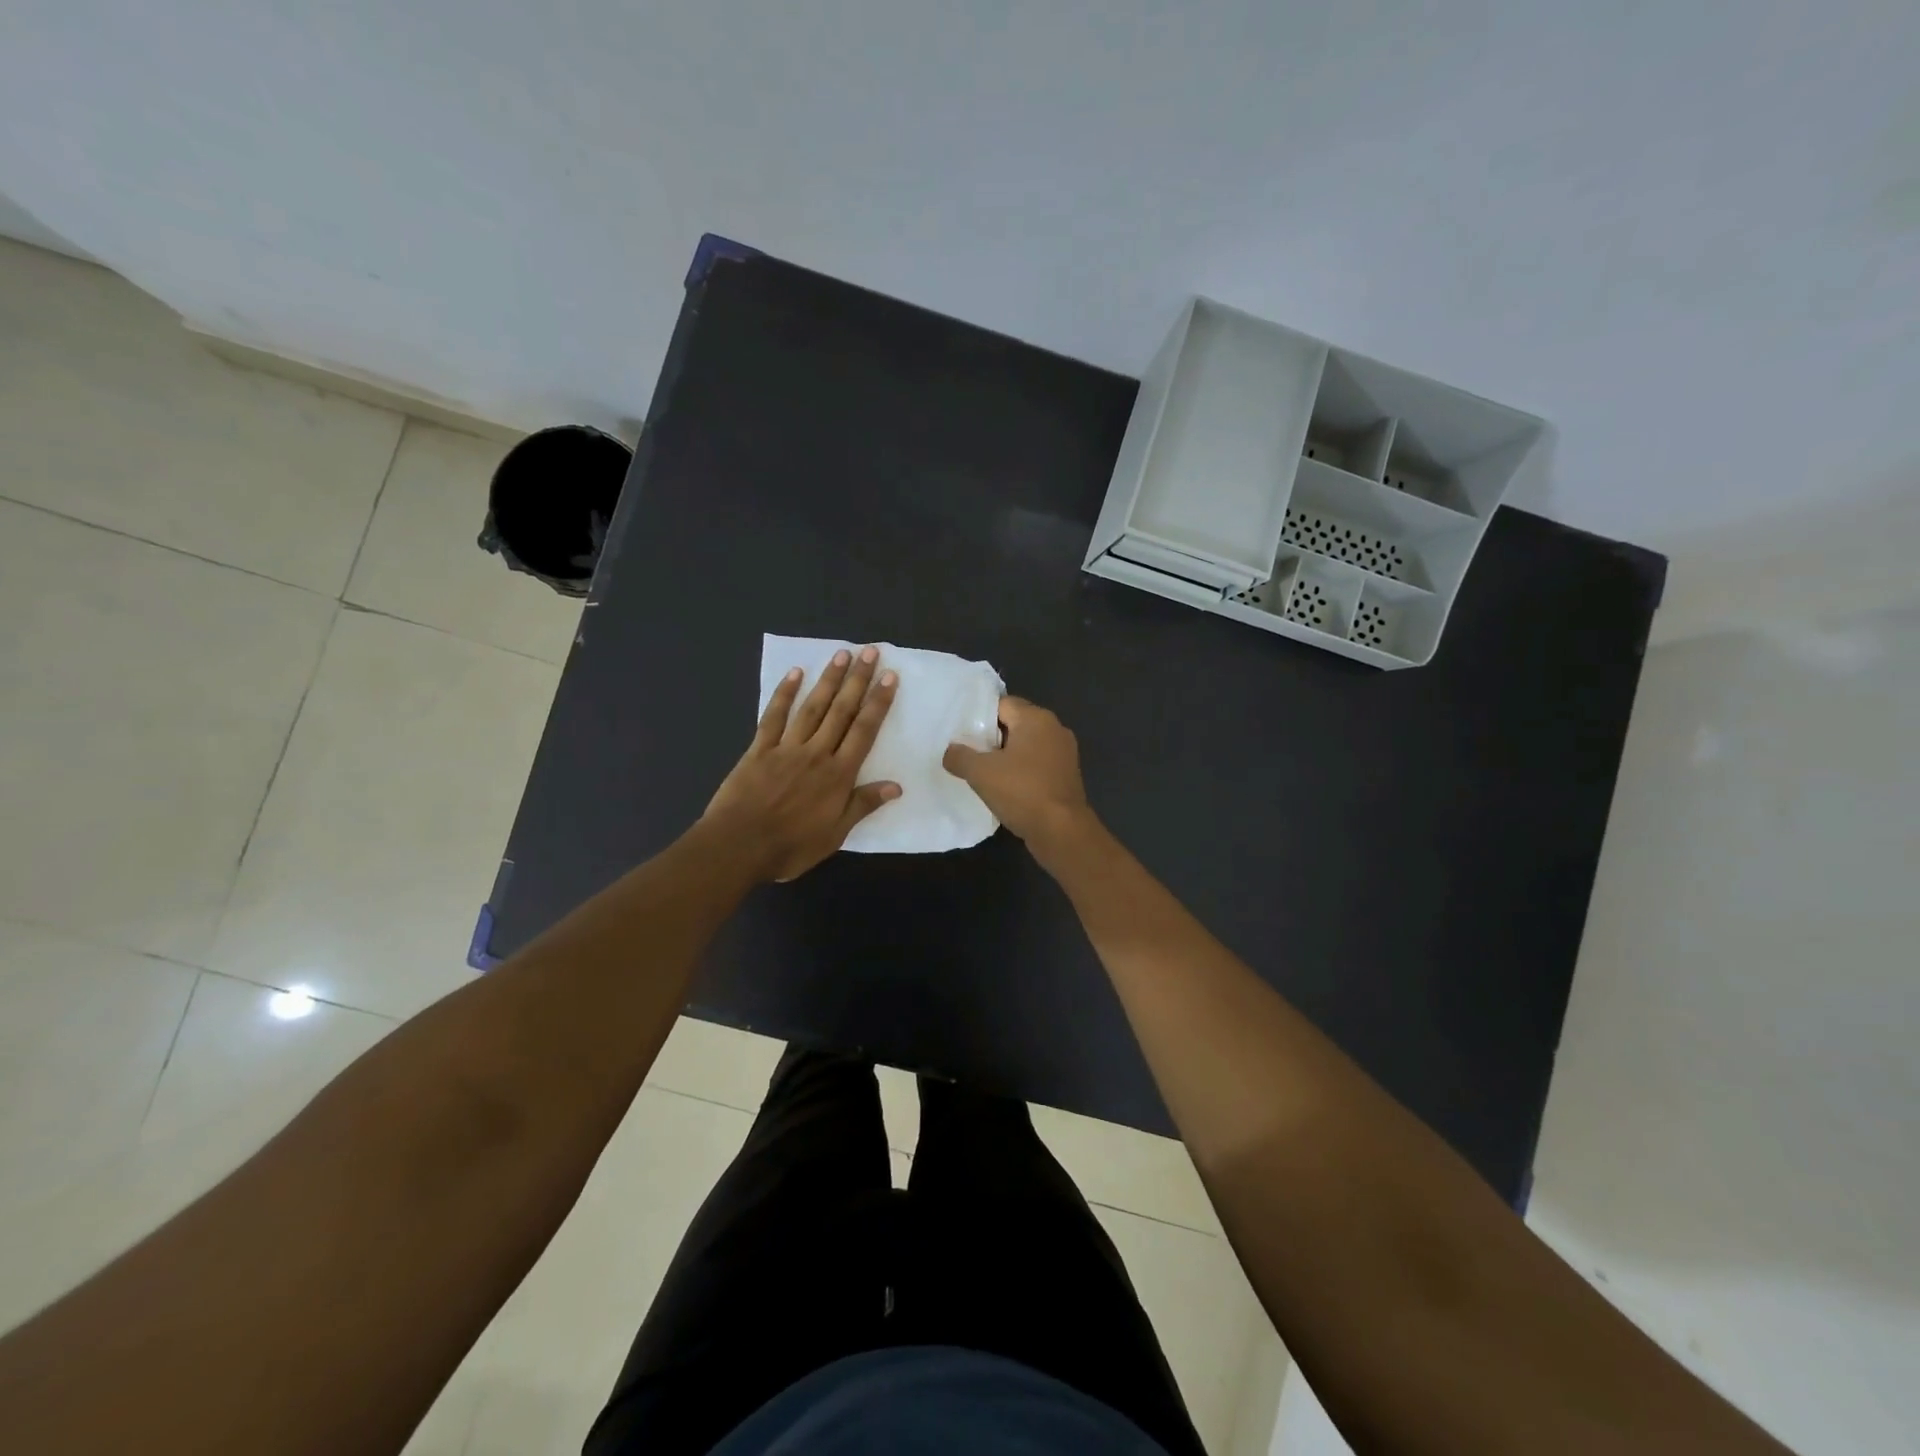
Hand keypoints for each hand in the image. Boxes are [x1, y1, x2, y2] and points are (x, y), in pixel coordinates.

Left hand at [703, 647, 900, 881]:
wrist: (738, 846)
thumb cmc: (791, 846)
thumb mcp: (835, 834)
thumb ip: (863, 805)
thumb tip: (895, 786)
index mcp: (838, 775)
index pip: (863, 731)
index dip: (878, 703)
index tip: (889, 678)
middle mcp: (816, 753)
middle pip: (841, 711)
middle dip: (857, 681)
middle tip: (870, 652)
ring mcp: (786, 748)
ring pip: (812, 707)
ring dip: (828, 680)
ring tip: (841, 654)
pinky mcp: (759, 749)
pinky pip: (773, 717)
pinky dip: (784, 694)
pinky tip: (794, 673)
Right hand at [943, 696, 1090, 844]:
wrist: (1061, 831)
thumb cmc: (1022, 792)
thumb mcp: (980, 773)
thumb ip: (959, 756)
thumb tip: (950, 751)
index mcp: (1037, 719)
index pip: (1002, 704)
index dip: (979, 717)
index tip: (961, 733)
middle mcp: (1055, 729)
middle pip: (1015, 724)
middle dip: (991, 737)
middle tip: (968, 752)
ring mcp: (1064, 753)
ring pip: (1026, 746)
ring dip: (1006, 757)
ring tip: (983, 772)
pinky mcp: (1066, 776)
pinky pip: (1037, 765)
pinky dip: (1021, 772)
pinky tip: (1005, 788)